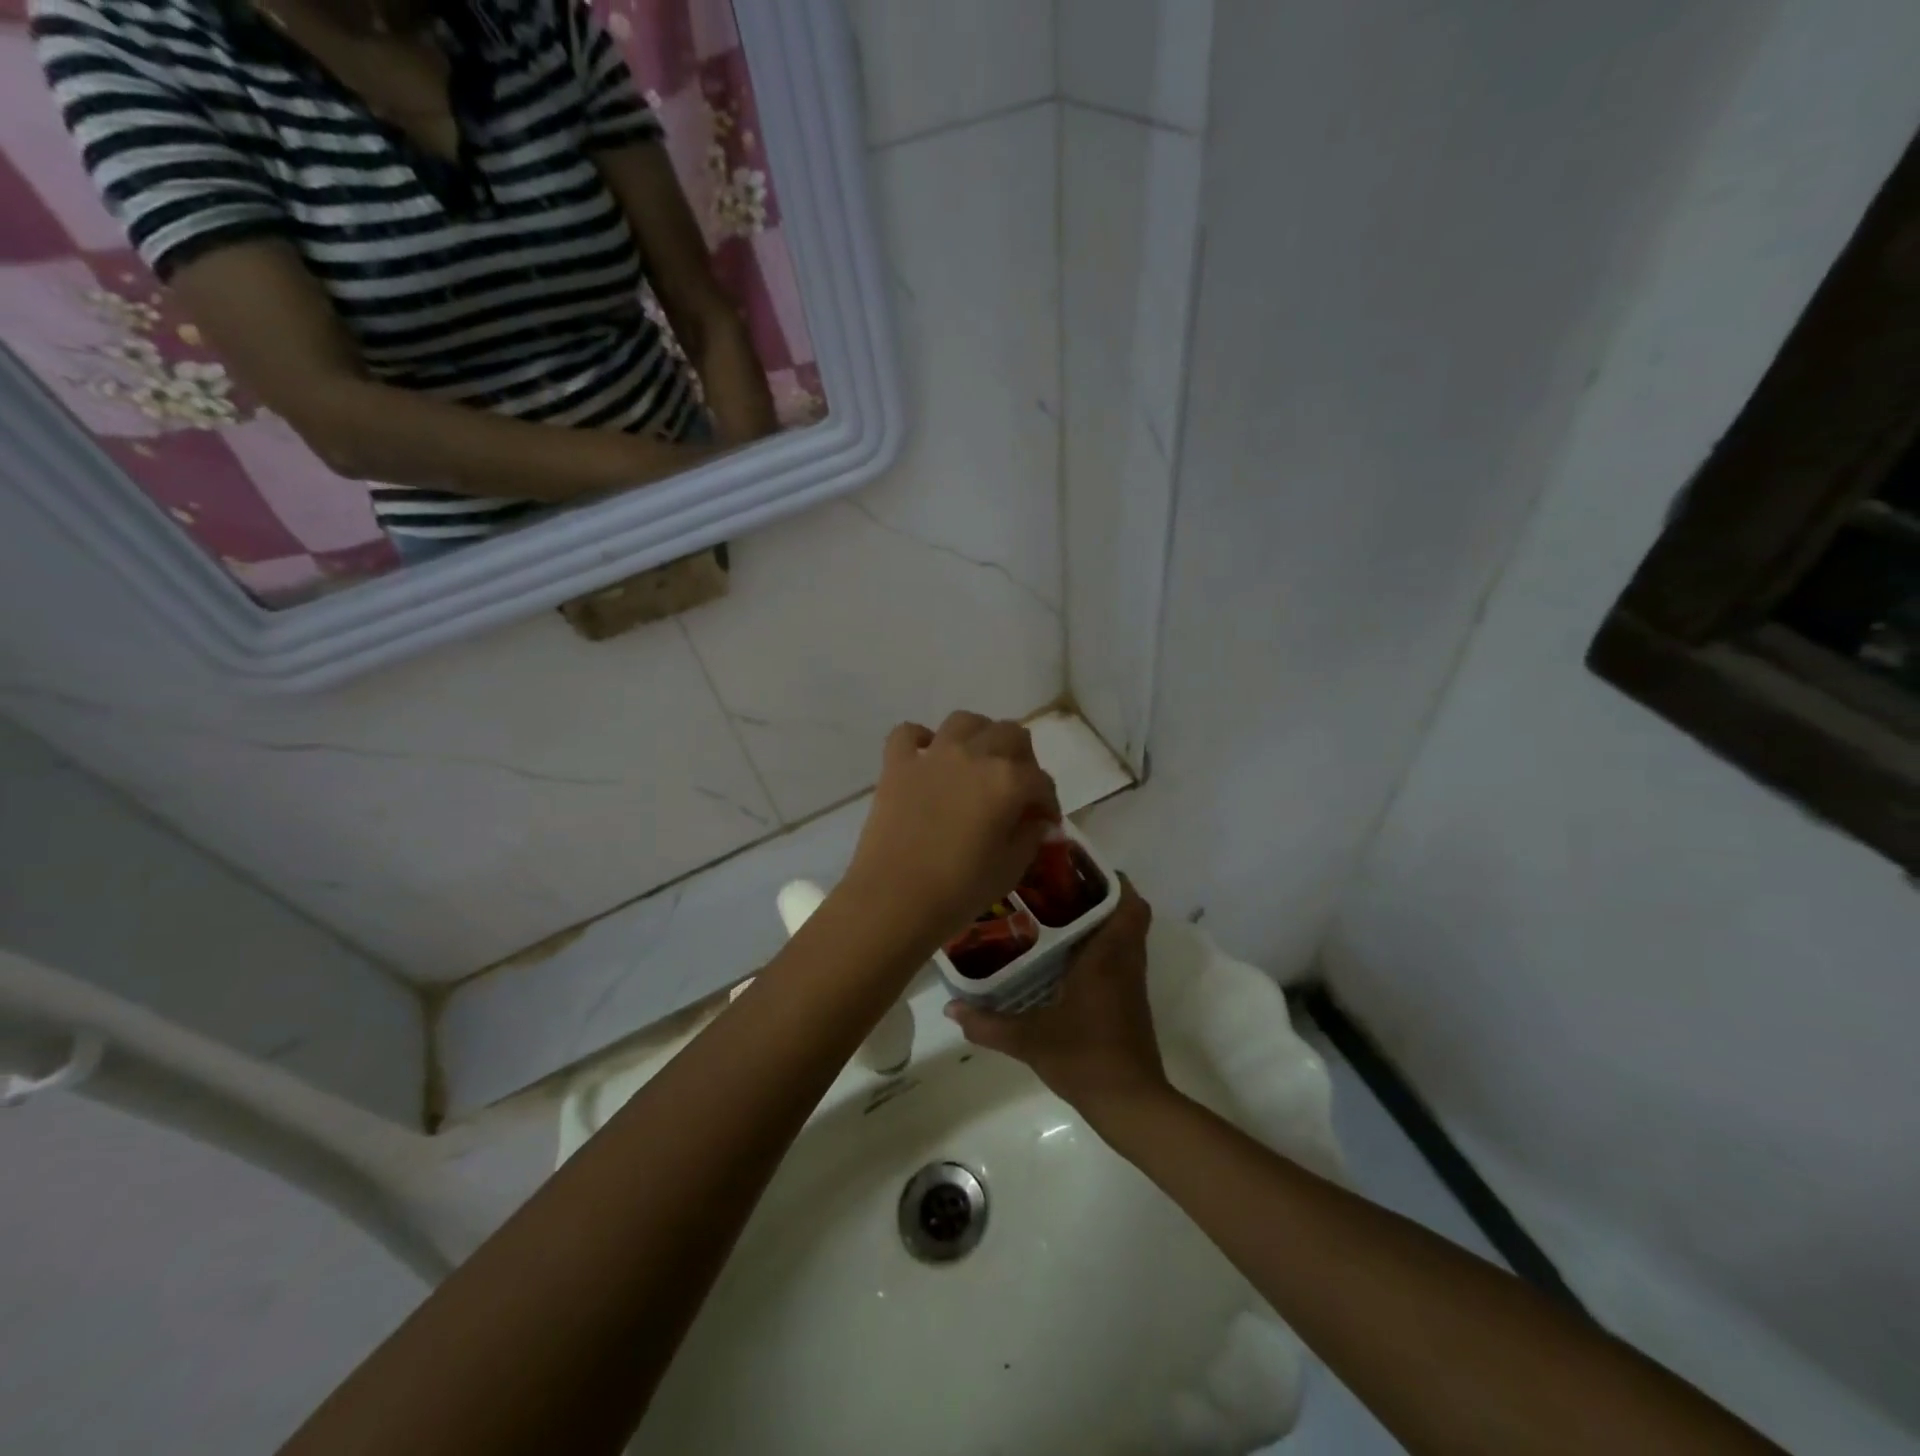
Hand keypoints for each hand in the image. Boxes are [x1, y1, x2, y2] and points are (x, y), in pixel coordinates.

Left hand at [842, 712, 1060, 949]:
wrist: (893, 899)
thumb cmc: (959, 890)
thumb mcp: (1010, 870)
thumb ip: (1030, 837)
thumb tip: (1037, 821)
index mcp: (1008, 781)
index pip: (1040, 781)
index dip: (1048, 802)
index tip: (1045, 822)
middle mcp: (973, 756)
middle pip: (1010, 735)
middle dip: (1023, 758)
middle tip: (1018, 787)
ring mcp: (932, 756)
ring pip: (965, 722)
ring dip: (979, 734)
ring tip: (979, 759)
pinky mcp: (897, 765)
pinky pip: (908, 733)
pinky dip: (920, 738)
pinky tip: (927, 754)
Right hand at [946, 880, 1169, 1117]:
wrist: (1130, 1103)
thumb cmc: (1084, 1058)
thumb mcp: (1028, 1040)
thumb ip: (988, 1023)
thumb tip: (951, 1007)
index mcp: (1107, 957)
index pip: (1128, 903)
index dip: (1112, 879)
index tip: (1079, 868)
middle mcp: (1125, 961)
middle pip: (1129, 912)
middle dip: (1100, 895)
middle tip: (1060, 889)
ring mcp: (1131, 982)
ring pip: (1127, 935)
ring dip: (1103, 920)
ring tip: (1058, 914)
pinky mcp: (1131, 1001)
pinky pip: (1122, 957)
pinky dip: (1103, 946)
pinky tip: (1067, 958)